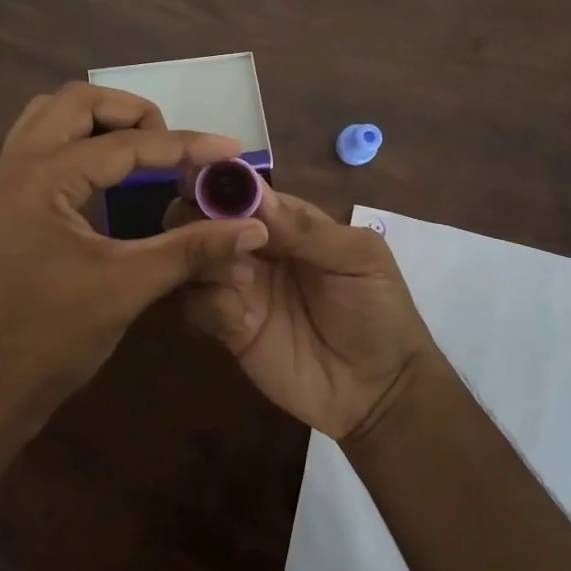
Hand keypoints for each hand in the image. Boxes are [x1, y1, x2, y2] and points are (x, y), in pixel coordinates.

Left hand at [0, 83, 269, 427]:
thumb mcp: (128, 287)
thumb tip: (252, 227)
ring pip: (50, 115)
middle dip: (132, 114)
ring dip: (99, 121)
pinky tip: (104, 175)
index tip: (229, 148)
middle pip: (77, 101)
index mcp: (40, 179)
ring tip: (140, 151)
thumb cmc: (53, 338)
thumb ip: (192, 249)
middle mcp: (12, 164)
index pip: (123, 145)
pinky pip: (38, 142)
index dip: (183, 145)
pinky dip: (76, 141)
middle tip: (171, 147)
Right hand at [166, 183, 438, 440]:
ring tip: (244, 279)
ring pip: (191, 258)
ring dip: (205, 260)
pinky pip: (197, 306)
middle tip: (215, 236)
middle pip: (200, 218)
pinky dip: (210, 305)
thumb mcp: (359, 259)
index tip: (199, 181)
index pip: (240, 189)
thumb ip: (307, 229)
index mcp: (283, 220)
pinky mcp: (228, 327)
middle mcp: (252, 247)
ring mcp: (237, 287)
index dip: (216, 180)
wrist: (380, 391)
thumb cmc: (379, 310)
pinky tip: (243, 321)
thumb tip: (256, 195)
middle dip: (197, 218)